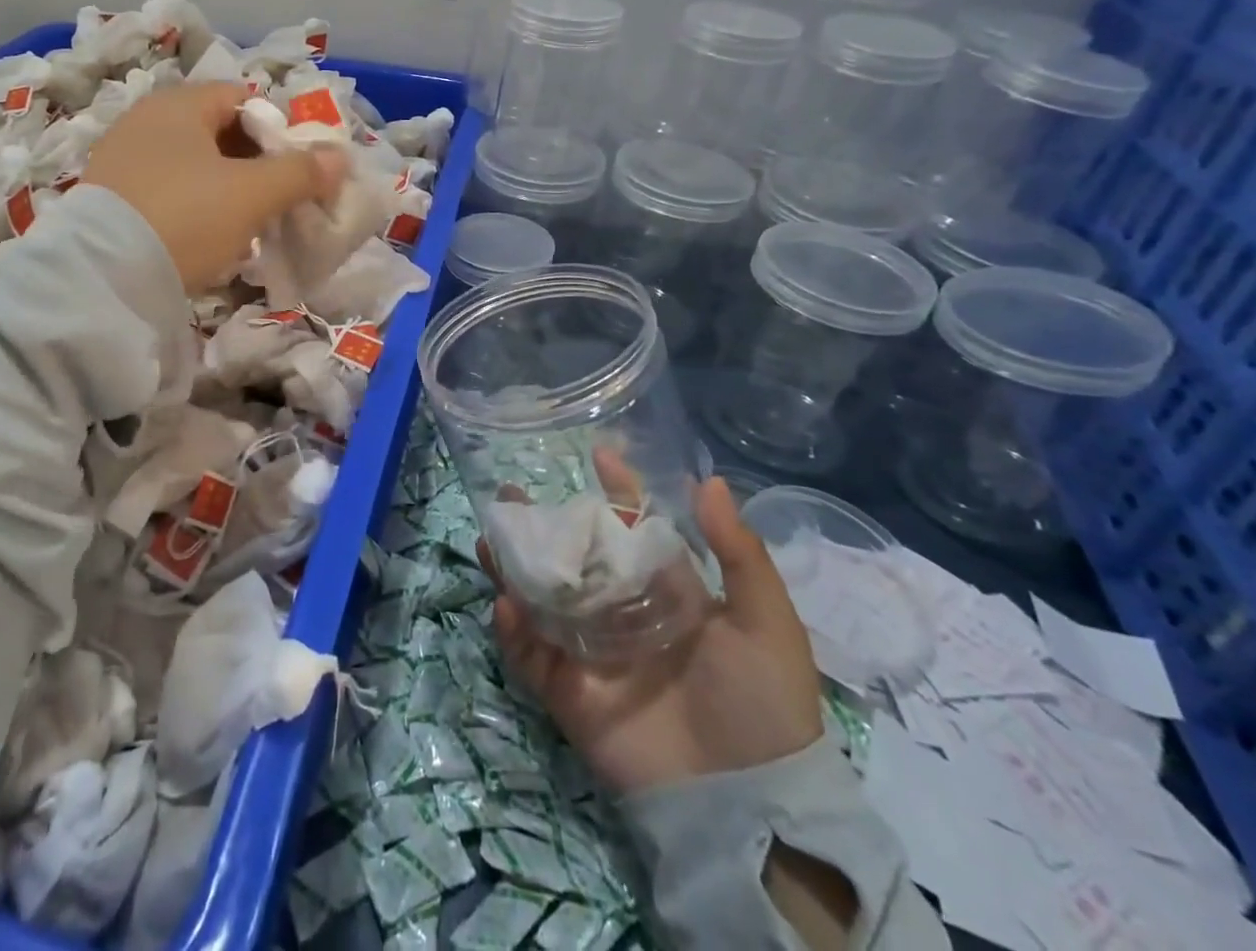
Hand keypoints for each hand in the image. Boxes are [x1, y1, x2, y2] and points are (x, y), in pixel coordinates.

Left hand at [83, 82, 347, 290]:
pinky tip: (204, 236)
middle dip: (253, 161)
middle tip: (277, 197)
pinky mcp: (108, 197)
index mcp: (179, 104)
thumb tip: (338, 157)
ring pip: (191, 163)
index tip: (297, 166)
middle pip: (216, 130)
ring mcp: (121, 158)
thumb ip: (299, 172)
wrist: (103, 278)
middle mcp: (145, 120)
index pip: (242, 97)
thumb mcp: (252, 194)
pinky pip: (166, 189)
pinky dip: (192, 204)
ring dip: (225, 186)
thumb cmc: (186, 217)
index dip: (277, 127)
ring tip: (246, 222)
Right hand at [480, 474, 823, 794]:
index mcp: (665, 591)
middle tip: (510, 494)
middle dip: (543, 524)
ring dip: (513, 567)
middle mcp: (621, 612)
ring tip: (490, 535)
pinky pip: (531, 654)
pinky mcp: (568, 691)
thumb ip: (738, 552)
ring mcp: (590, 650)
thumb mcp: (765, 622)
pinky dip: (513, 629)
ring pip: (542, 597)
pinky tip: (506, 602)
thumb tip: (711, 479)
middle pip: (573, 557)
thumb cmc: (762, 702)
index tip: (598, 453)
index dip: (617, 491)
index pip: (634, 529)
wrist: (748, 803)